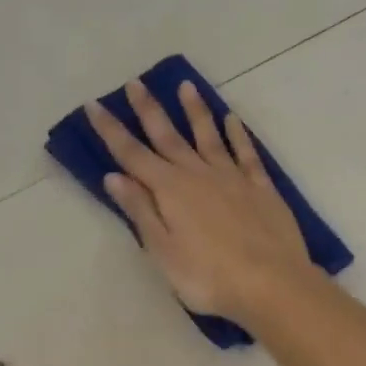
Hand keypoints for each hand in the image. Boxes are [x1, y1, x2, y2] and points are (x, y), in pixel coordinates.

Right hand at [86, 78, 314, 322]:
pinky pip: (246, 152)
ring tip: (186, 86)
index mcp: (170, 191)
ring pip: (209, 135)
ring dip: (195, 111)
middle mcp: (199, 174)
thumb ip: (141, 212)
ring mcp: (233, 177)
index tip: (94, 105)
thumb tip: (114, 176)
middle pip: (168, 136)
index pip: (132, 155)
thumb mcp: (164, 252)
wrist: (271, 283)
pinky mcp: (261, 187)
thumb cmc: (209, 277)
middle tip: (136, 82)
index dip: (111, 130)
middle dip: (149, 110)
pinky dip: (237, 134)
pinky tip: (232, 120)